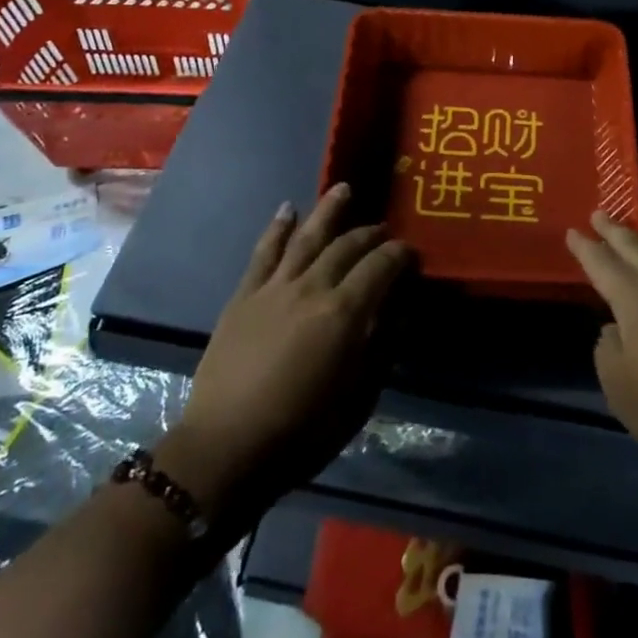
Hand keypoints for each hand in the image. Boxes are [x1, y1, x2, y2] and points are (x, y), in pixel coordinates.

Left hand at [160, 185, 412, 522]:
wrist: (225, 449)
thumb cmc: (301, 432)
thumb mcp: (358, 398)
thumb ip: (381, 348)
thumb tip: (399, 312)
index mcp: (344, 313)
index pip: (381, 267)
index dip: (401, 254)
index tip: (412, 253)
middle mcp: (312, 288)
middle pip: (347, 247)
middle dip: (370, 234)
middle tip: (384, 230)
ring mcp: (274, 288)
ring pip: (306, 237)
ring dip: (328, 210)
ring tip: (343, 188)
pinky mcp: (244, 296)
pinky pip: (263, 253)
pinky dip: (277, 228)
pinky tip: (288, 209)